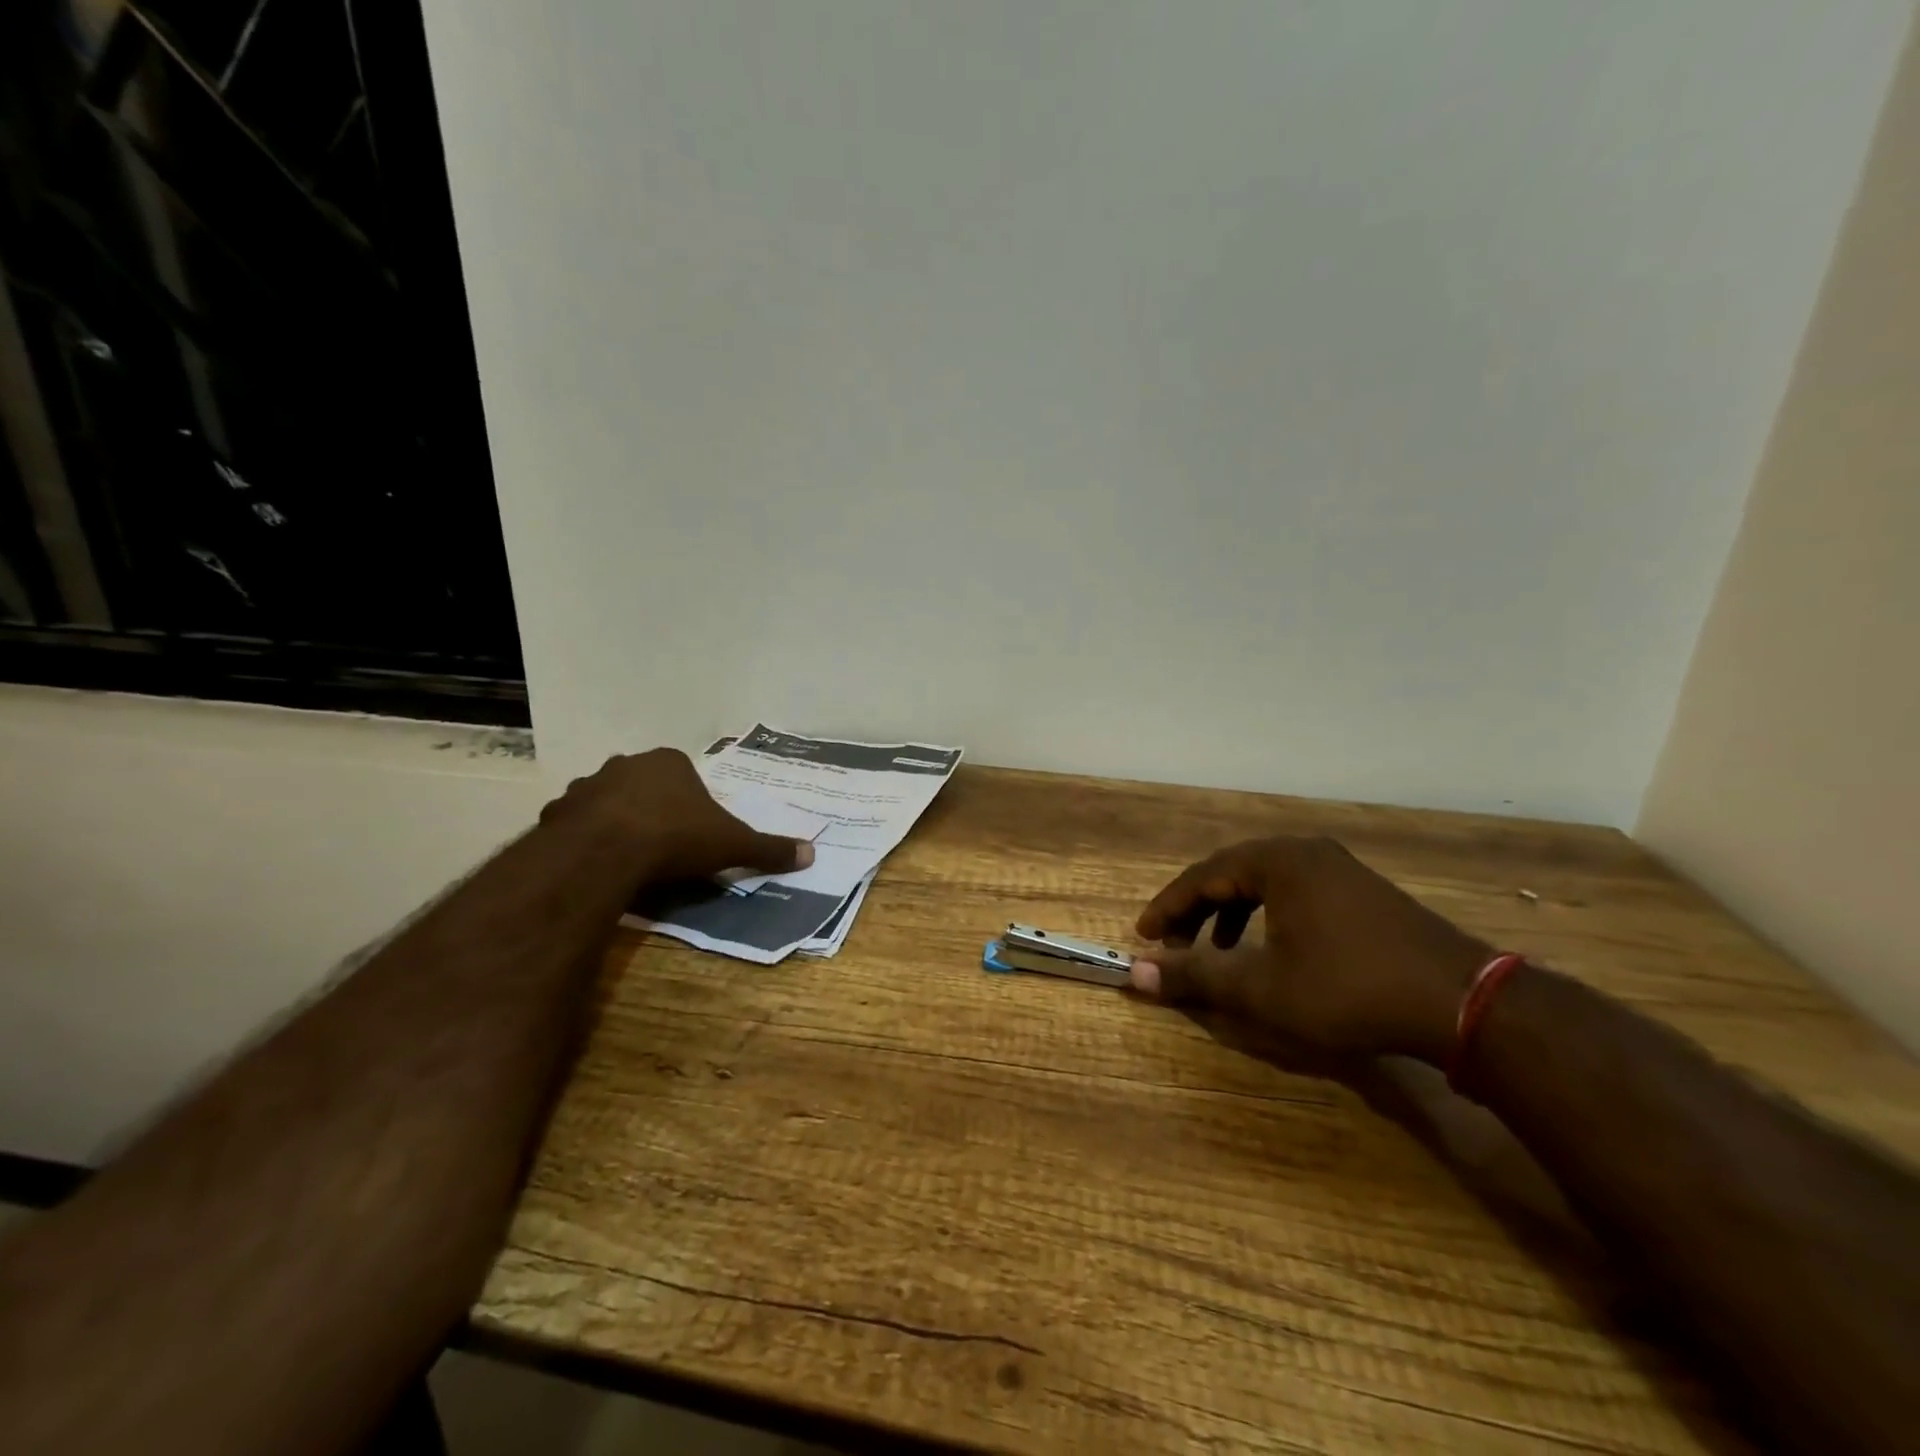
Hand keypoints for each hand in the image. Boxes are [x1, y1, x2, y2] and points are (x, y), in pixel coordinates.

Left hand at [542, 748, 814, 884]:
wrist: (606, 852)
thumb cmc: (676, 837)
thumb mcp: (732, 844)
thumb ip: (768, 848)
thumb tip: (811, 853)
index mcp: (669, 763)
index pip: (683, 774)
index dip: (690, 802)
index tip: (694, 831)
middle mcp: (626, 764)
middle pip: (644, 785)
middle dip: (652, 808)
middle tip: (663, 844)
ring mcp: (587, 786)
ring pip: (607, 802)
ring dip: (615, 822)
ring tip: (627, 857)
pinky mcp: (556, 813)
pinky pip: (575, 825)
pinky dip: (585, 840)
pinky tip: (596, 865)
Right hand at [1132, 837, 1490, 1064]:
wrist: (1461, 1003)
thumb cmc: (1348, 989)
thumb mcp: (1262, 989)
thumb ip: (1196, 976)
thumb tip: (1136, 975)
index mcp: (1277, 860)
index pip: (1202, 876)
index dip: (1167, 908)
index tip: (1143, 937)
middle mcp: (1304, 851)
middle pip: (1231, 873)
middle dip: (1196, 910)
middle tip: (1174, 944)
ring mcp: (1338, 868)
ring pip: (1264, 882)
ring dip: (1230, 913)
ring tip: (1218, 950)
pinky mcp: (1362, 890)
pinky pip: (1294, 891)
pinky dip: (1267, 915)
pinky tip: (1272, 949)